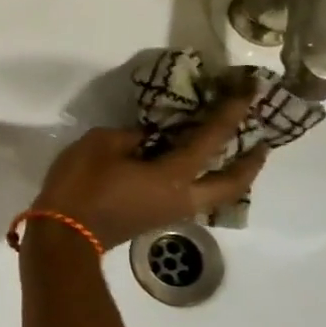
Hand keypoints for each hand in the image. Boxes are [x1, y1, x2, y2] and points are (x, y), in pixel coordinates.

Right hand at [32, 99, 266, 248]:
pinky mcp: (155, 218)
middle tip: (261, 142)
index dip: (231, 112)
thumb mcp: (100, 144)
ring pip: (215, 195)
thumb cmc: (82, 186)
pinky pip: (193, 197)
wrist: (64, 235)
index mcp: (174, 176)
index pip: (212, 139)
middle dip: (251, 162)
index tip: (249, 92)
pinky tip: (189, 167)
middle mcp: (183, 198)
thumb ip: (131, 136)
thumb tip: (147, 138)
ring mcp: (170, 212)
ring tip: (231, 155)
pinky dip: (203, 180)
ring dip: (230, 175)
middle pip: (233, 184)